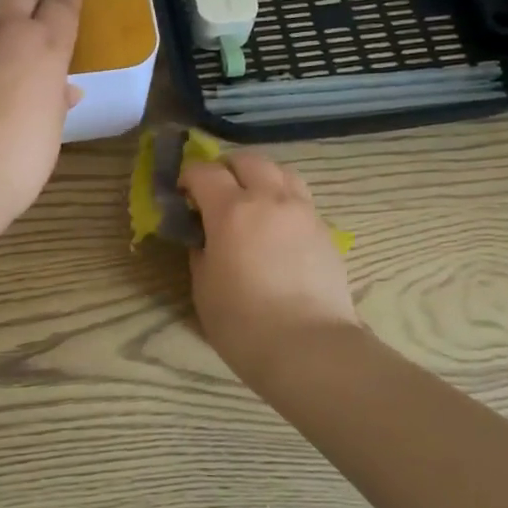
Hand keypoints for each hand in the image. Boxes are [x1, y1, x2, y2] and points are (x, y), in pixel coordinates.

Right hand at [181, 152, 358, 383]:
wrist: (308, 347)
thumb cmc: (243, 322)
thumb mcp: (204, 285)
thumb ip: (202, 250)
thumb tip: (206, 236)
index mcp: (231, 210)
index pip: (205, 171)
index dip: (188, 176)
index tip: (182, 193)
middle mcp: (270, 199)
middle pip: (247, 160)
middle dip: (226, 169)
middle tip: (215, 191)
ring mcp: (303, 212)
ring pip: (281, 171)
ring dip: (260, 177)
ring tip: (251, 200)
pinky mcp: (325, 231)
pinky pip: (300, 199)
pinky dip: (283, 200)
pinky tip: (276, 227)